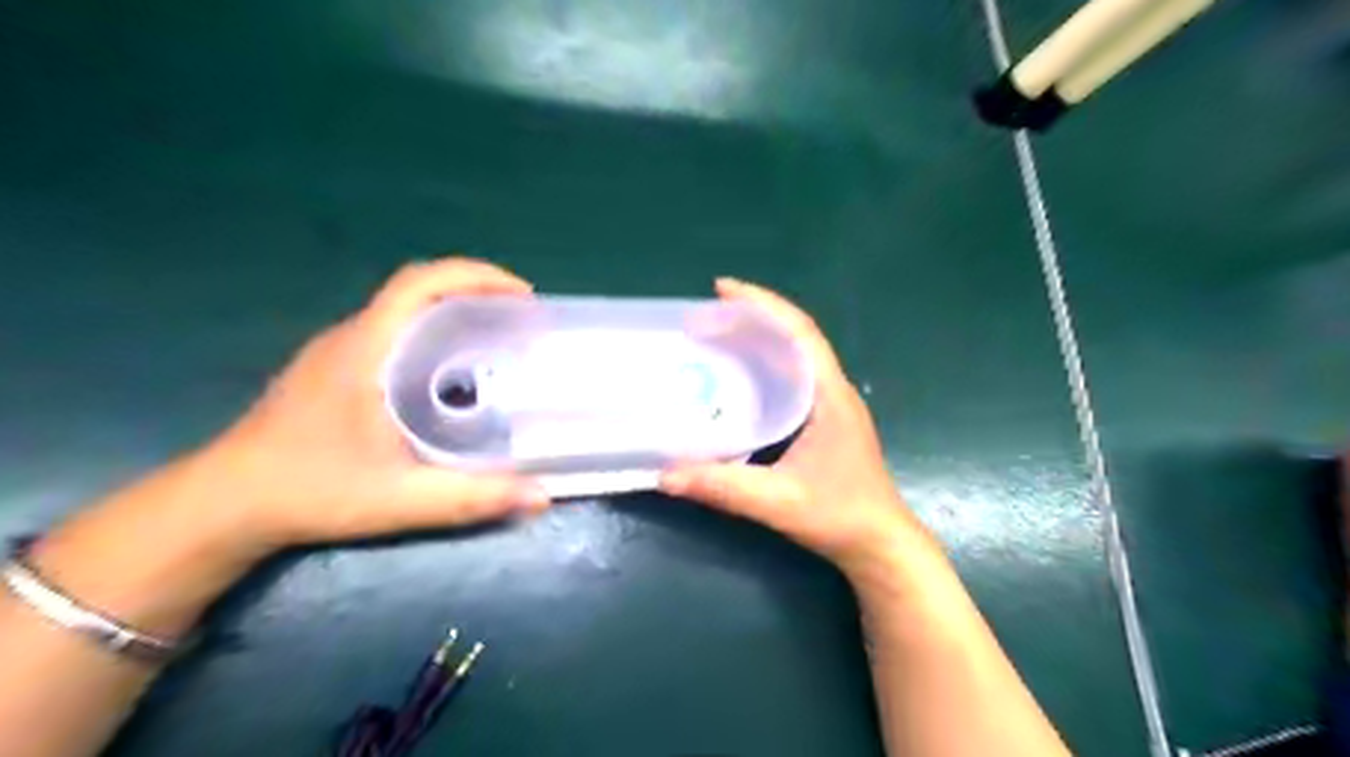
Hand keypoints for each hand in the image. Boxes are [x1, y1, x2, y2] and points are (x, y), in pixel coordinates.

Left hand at [205, 253, 548, 548]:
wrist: (224, 505)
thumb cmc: (310, 491)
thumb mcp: (399, 499)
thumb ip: (472, 498)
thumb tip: (542, 497)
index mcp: (366, 349)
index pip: (421, 283)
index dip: (476, 276)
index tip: (523, 296)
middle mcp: (351, 337)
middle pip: (418, 290)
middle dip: (476, 293)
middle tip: (520, 322)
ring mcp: (338, 352)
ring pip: (404, 311)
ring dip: (453, 312)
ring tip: (496, 342)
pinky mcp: (332, 370)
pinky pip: (392, 332)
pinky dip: (432, 333)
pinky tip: (451, 373)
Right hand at [663, 282, 940, 577]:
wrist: (880, 543)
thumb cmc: (840, 517)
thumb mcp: (778, 502)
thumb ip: (723, 487)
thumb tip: (665, 474)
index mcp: (829, 395)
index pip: (799, 332)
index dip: (763, 304)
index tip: (722, 289)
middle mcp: (832, 391)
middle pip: (793, 337)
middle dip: (751, 318)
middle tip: (704, 317)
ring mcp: (830, 405)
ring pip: (793, 357)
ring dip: (758, 340)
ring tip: (715, 336)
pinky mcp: (824, 421)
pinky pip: (791, 378)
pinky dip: (763, 366)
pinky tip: (737, 378)